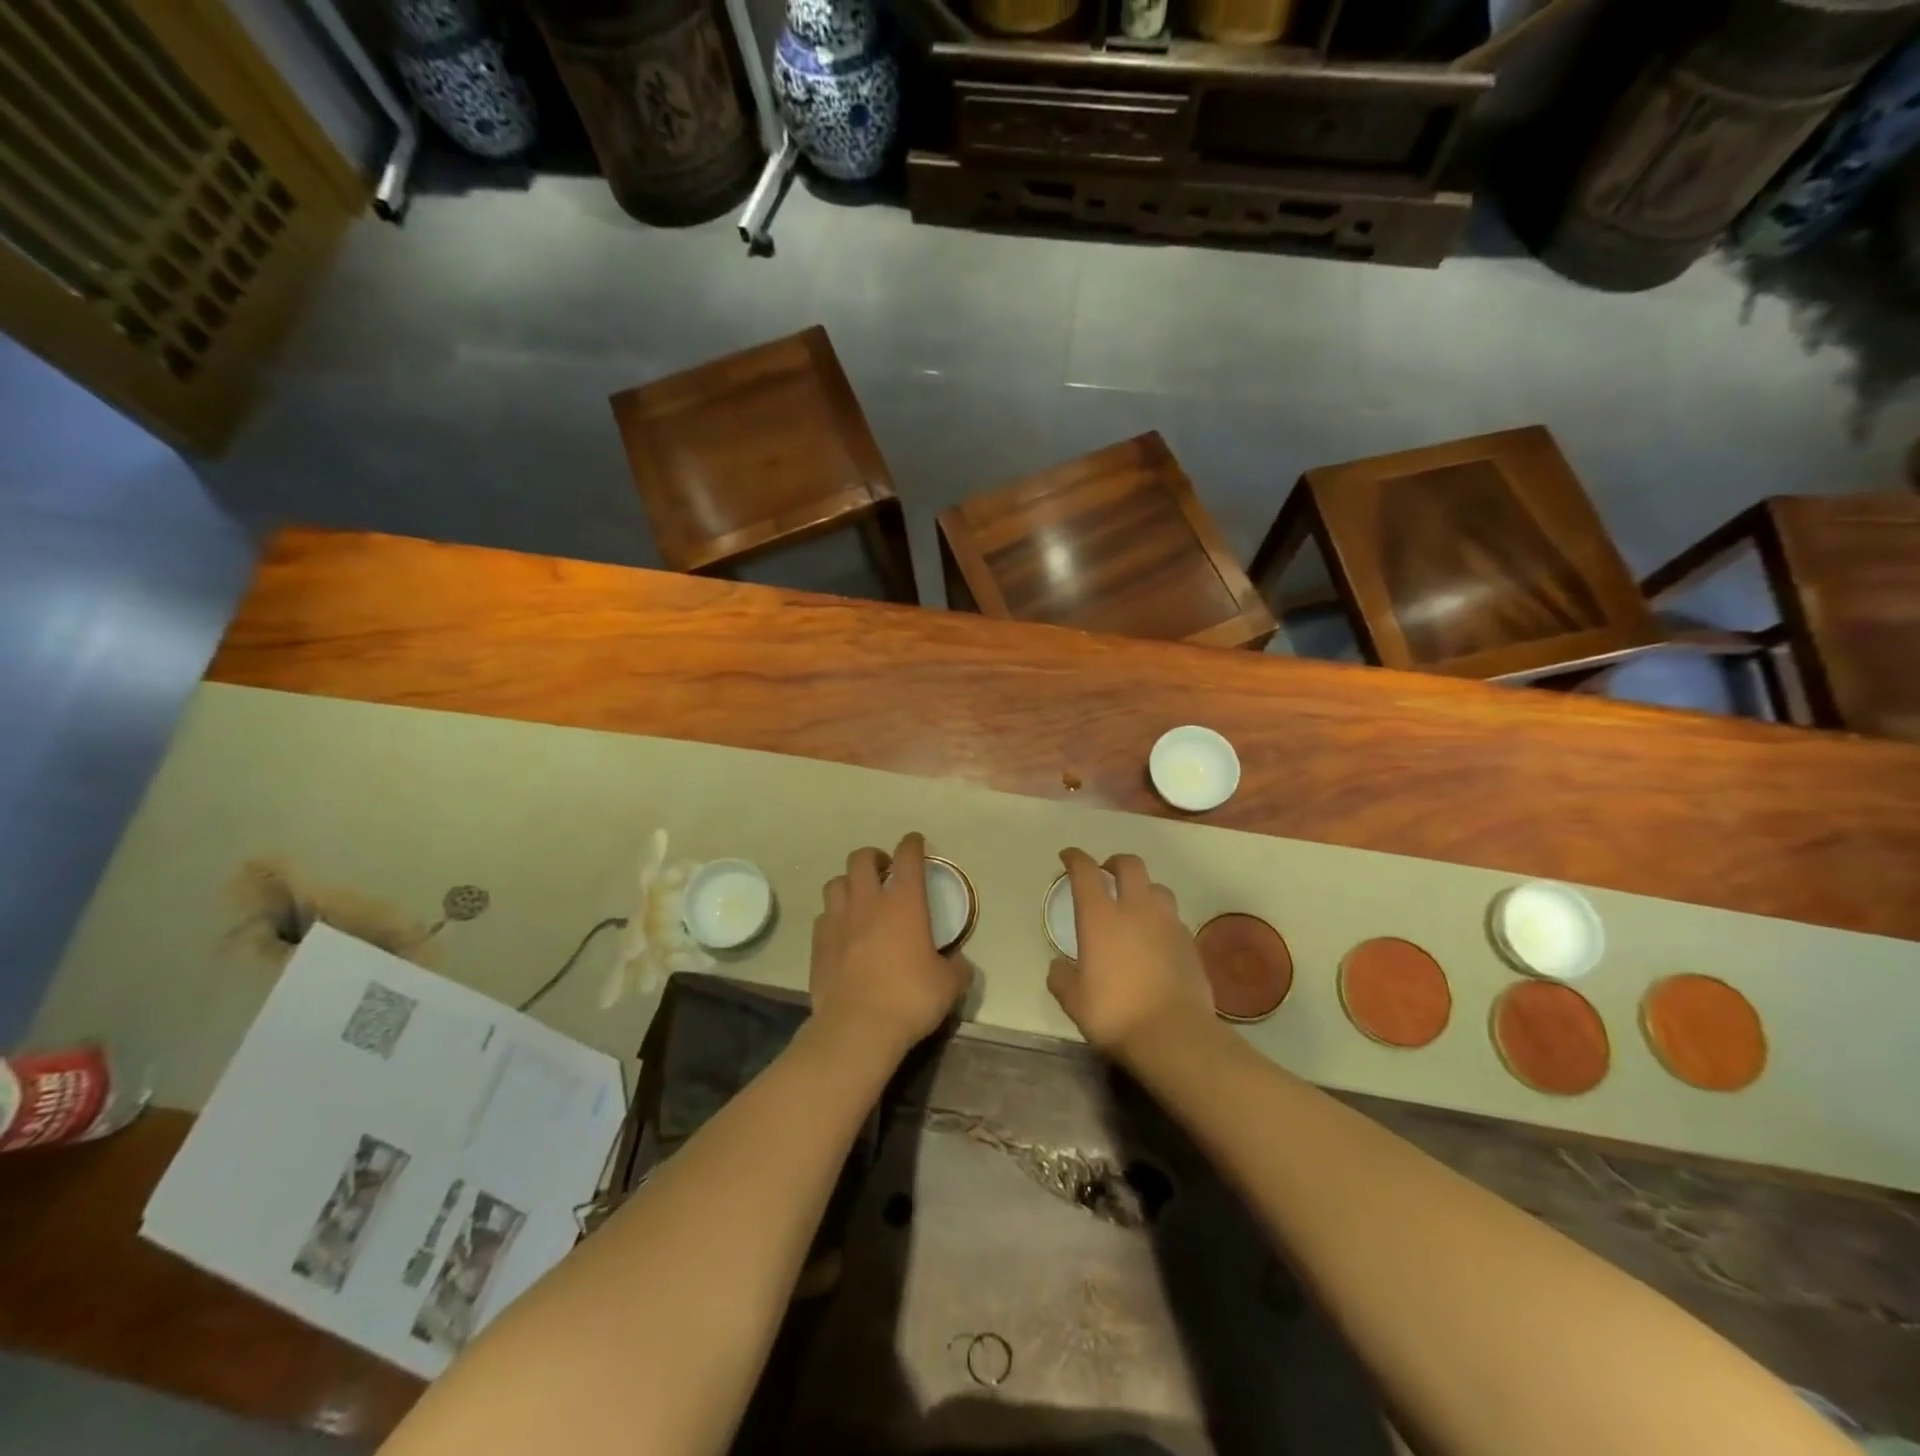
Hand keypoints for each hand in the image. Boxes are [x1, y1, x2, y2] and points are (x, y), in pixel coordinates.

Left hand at [810, 832, 972, 1056]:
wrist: (858, 1028)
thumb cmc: (910, 998)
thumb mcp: (948, 985)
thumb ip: (956, 967)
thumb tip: (959, 963)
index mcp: (904, 902)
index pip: (908, 857)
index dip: (912, 844)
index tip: (915, 842)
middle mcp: (868, 902)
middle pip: (862, 859)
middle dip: (874, 857)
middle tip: (884, 869)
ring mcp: (838, 920)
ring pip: (836, 883)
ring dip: (849, 883)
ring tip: (859, 897)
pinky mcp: (818, 943)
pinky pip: (824, 916)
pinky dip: (834, 916)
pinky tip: (842, 931)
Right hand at [1046, 848, 1213, 1058]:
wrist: (1174, 1035)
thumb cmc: (1115, 1013)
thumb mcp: (1074, 1001)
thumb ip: (1062, 978)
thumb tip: (1059, 966)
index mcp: (1100, 917)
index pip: (1085, 872)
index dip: (1075, 858)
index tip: (1068, 856)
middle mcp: (1136, 909)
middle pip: (1130, 865)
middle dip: (1115, 862)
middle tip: (1106, 872)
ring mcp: (1168, 923)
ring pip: (1158, 888)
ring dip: (1144, 889)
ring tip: (1135, 905)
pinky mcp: (1190, 942)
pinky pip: (1173, 918)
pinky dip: (1161, 919)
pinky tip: (1156, 938)